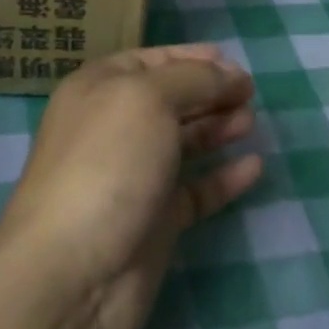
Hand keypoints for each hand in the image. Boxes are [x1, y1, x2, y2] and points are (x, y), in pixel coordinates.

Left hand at [0, 45, 262, 328]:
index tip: (234, 64)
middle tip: (250, 93)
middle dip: (210, 92)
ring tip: (250, 121)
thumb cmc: (107, 164)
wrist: (74, 269)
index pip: (150, 61)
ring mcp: (134, 176)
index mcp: (100, 90)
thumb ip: (194, 79)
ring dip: (217, 129)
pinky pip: (196, 190)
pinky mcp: (155, 220)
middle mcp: (114, 128)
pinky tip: (254, 167)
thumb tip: (228, 74)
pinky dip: (224, 177)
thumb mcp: (148, 99)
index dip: (193, 58)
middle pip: (170, 100)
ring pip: (183, 143)